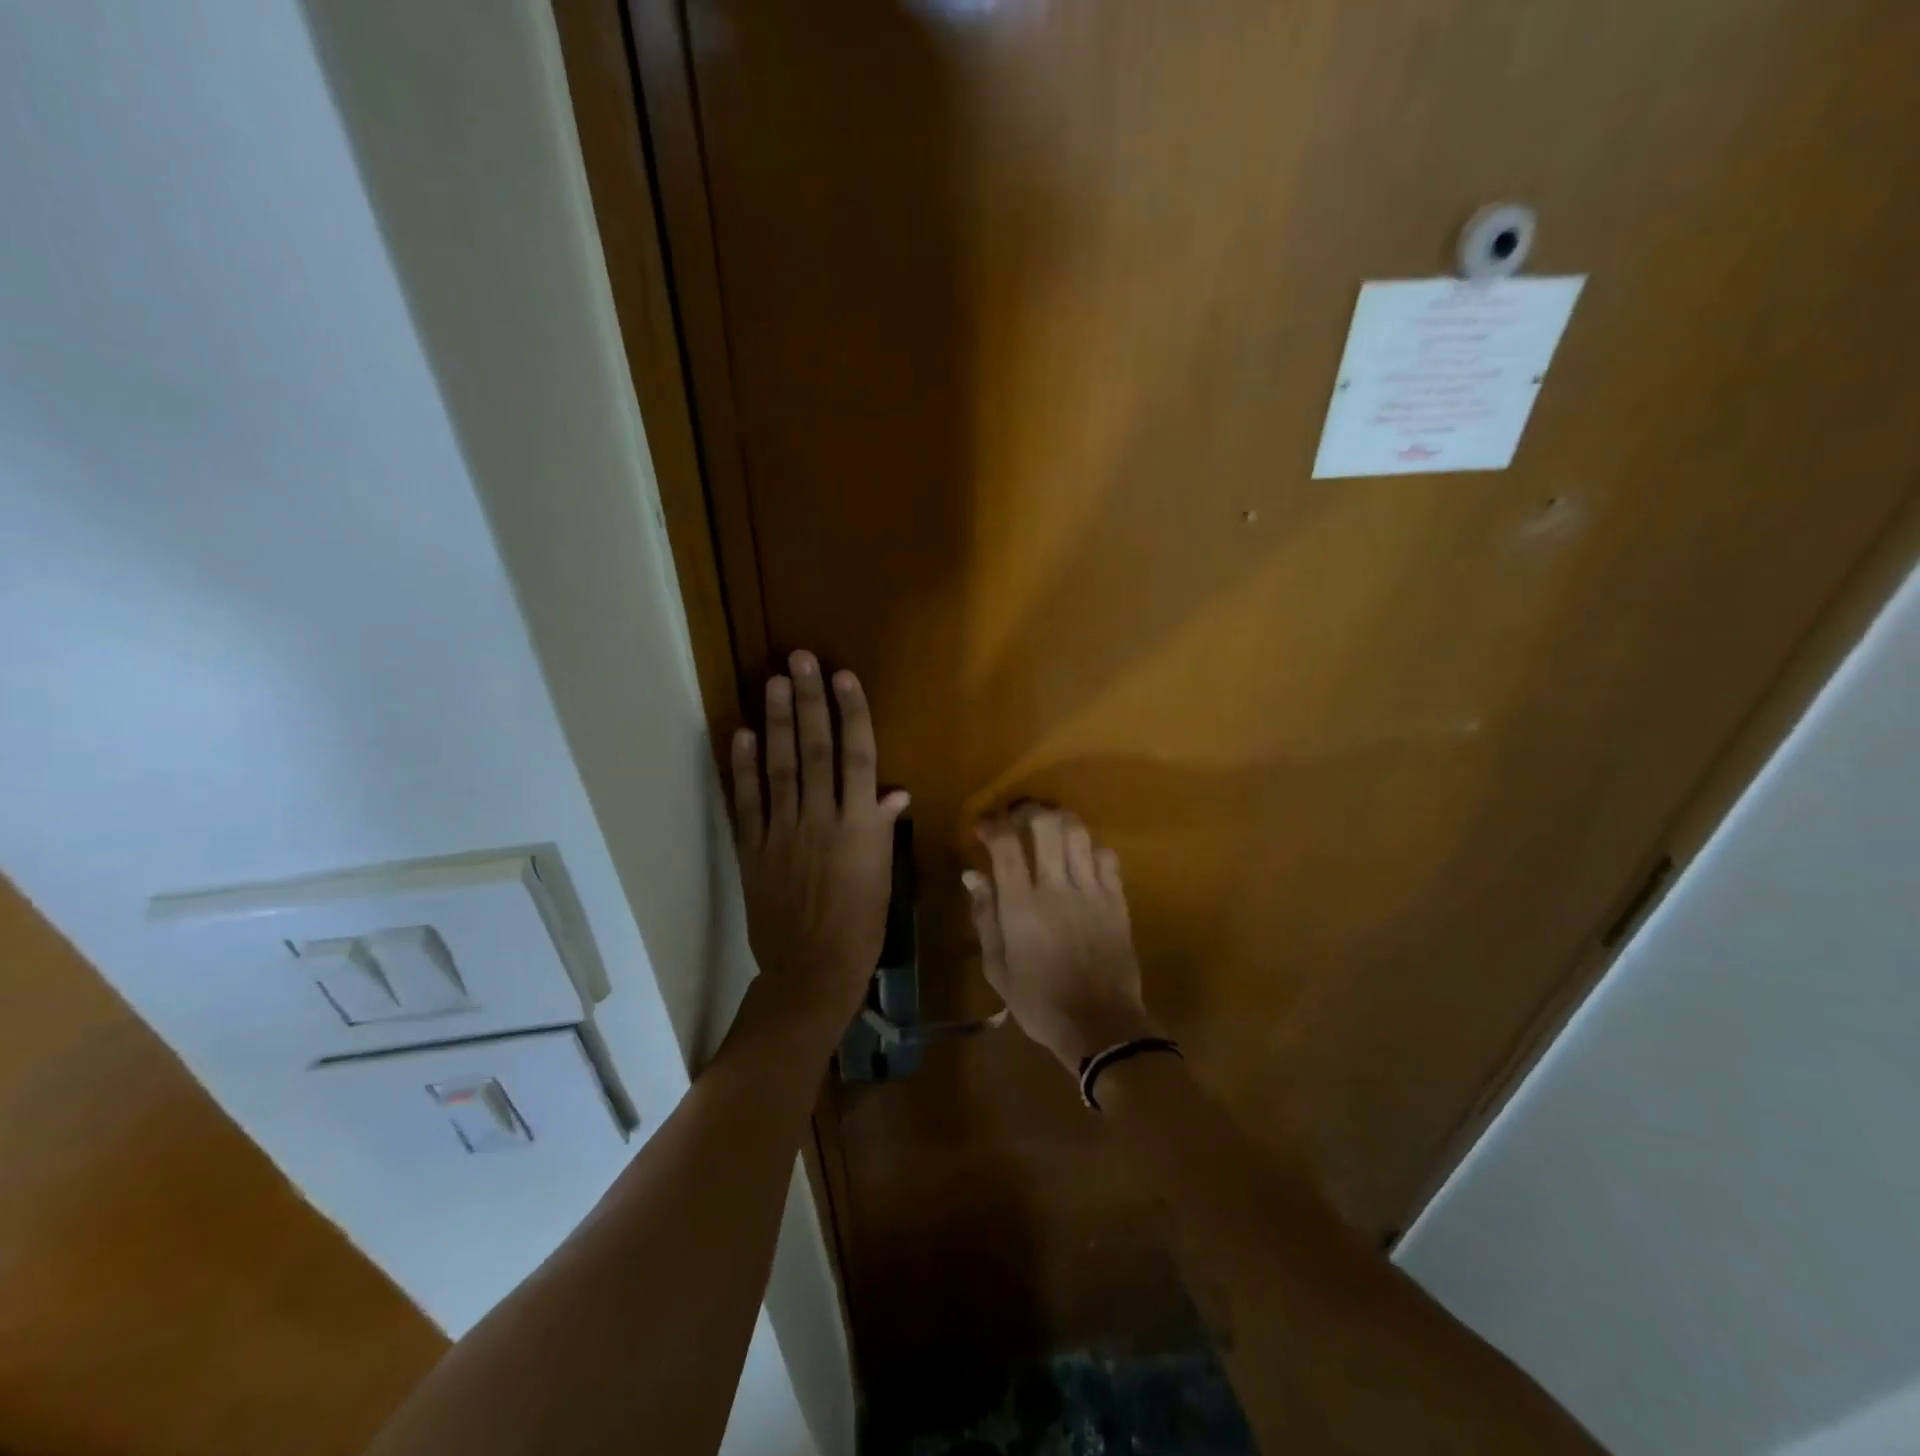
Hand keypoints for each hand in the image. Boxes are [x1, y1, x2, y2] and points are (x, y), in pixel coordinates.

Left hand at [730, 652, 909, 1030]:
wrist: (811, 970)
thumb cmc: (860, 926)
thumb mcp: (882, 876)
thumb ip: (882, 829)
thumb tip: (894, 791)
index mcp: (859, 826)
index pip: (858, 758)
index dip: (851, 714)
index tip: (843, 677)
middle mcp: (821, 819)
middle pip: (815, 751)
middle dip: (809, 702)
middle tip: (801, 659)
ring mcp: (782, 832)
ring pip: (779, 767)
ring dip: (775, 722)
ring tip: (773, 682)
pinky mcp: (753, 850)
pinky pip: (747, 803)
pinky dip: (743, 768)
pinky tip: (740, 734)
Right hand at [967, 806, 1158, 1074]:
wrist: (1100, 1025)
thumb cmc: (1040, 1002)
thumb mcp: (998, 968)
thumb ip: (985, 917)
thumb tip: (973, 876)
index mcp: (1022, 906)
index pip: (1006, 845)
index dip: (992, 825)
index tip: (983, 826)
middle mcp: (1058, 888)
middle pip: (1047, 825)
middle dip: (1029, 812)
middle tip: (1019, 817)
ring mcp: (1092, 891)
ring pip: (1079, 834)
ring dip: (1061, 823)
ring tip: (1050, 830)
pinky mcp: (1118, 900)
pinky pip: (1107, 857)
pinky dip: (1090, 849)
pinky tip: (1081, 860)